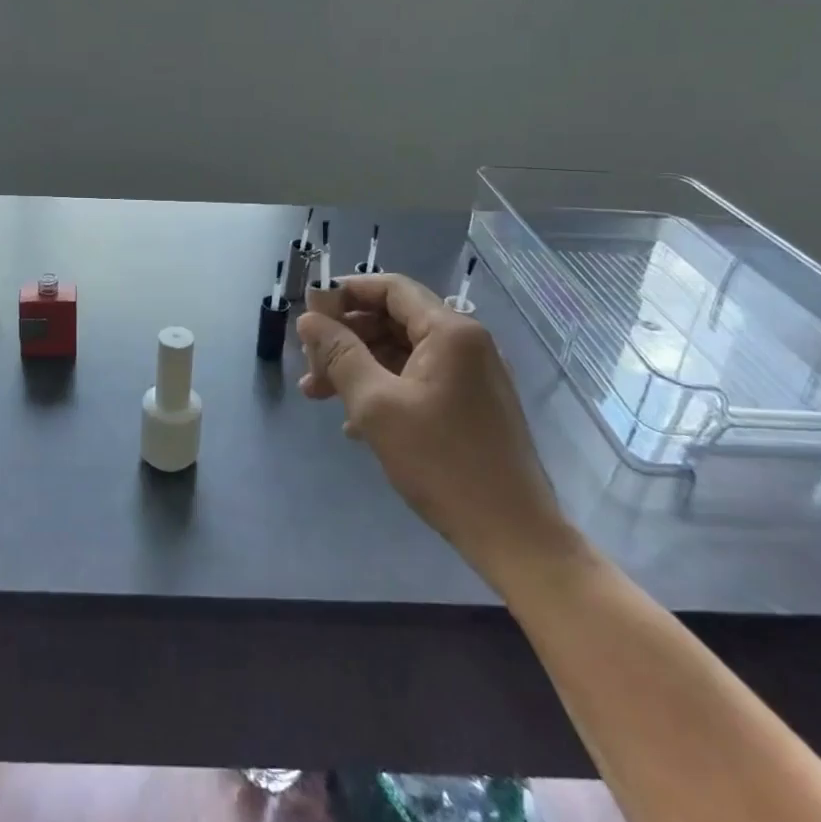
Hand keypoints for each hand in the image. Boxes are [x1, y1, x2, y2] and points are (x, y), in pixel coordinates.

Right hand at [298, 274, 577, 586]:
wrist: (512, 533)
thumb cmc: (441, 462)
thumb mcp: (376, 404)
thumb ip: (339, 355)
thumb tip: (309, 319)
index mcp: (449, 331)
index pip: (390, 288)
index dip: (345, 293)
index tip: (308, 313)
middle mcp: (466, 342)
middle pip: (394, 319)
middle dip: (346, 337)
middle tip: (309, 363)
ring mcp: (472, 374)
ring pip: (402, 352)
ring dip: (359, 366)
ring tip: (318, 395)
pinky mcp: (471, 404)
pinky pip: (419, 379)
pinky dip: (384, 388)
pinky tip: (355, 423)